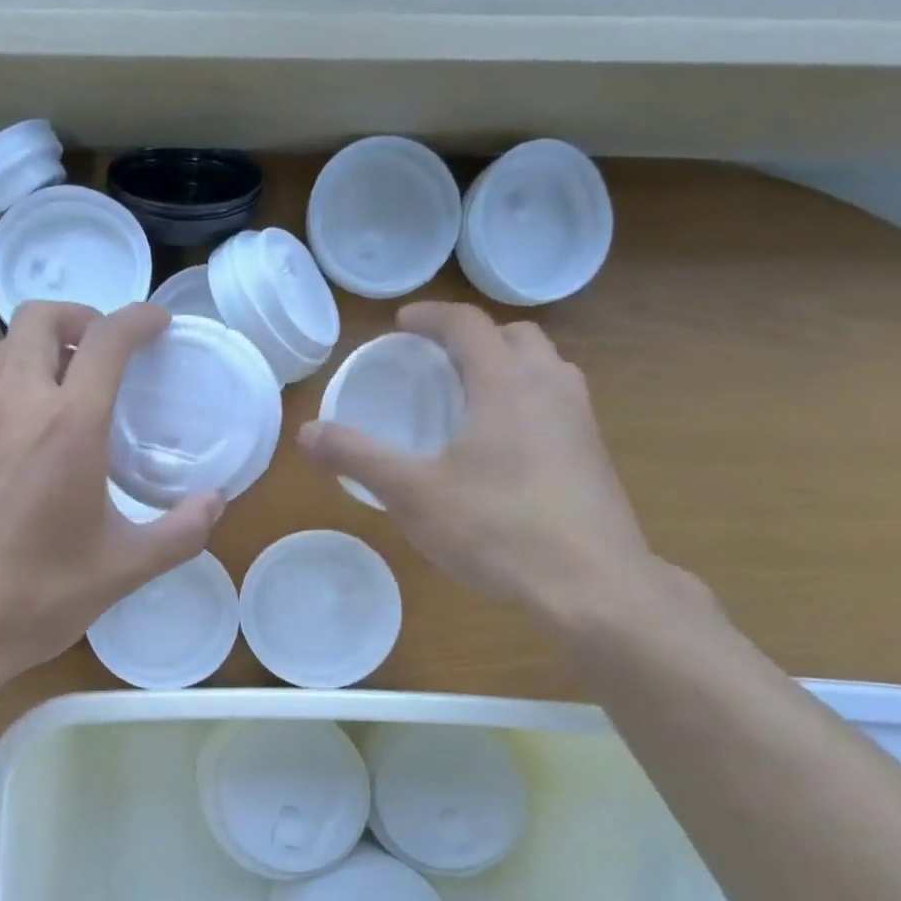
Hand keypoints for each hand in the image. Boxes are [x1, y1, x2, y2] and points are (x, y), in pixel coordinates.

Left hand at [0, 302, 222, 698]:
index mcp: (67, 427)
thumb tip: (215, 502)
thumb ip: (180, 532)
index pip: (105, 339)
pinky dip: (18, 390)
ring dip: (44, 349)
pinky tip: (33, 444)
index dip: (138, 319)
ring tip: (75, 388)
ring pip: (5, 353)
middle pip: (38, 319)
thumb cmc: (35, 599)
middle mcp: (14, 409)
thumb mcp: (122, 570)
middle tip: (109, 349)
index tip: (159, 325)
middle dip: (80, 315)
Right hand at [298, 301, 659, 619]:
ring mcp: (581, 420)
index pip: (468, 324)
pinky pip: (556, 403)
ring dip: (505, 366)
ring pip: (544, 368)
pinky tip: (502, 447)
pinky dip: (524, 400)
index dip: (431, 316)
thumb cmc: (497, 527)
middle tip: (436, 361)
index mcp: (506, 382)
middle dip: (473, 338)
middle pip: (514, 336)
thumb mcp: (412, 494)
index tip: (401, 323)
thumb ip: (357, 458)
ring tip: (469, 398)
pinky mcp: (594, 454)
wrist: (593, 583)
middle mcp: (550, 387)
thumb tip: (306, 432)